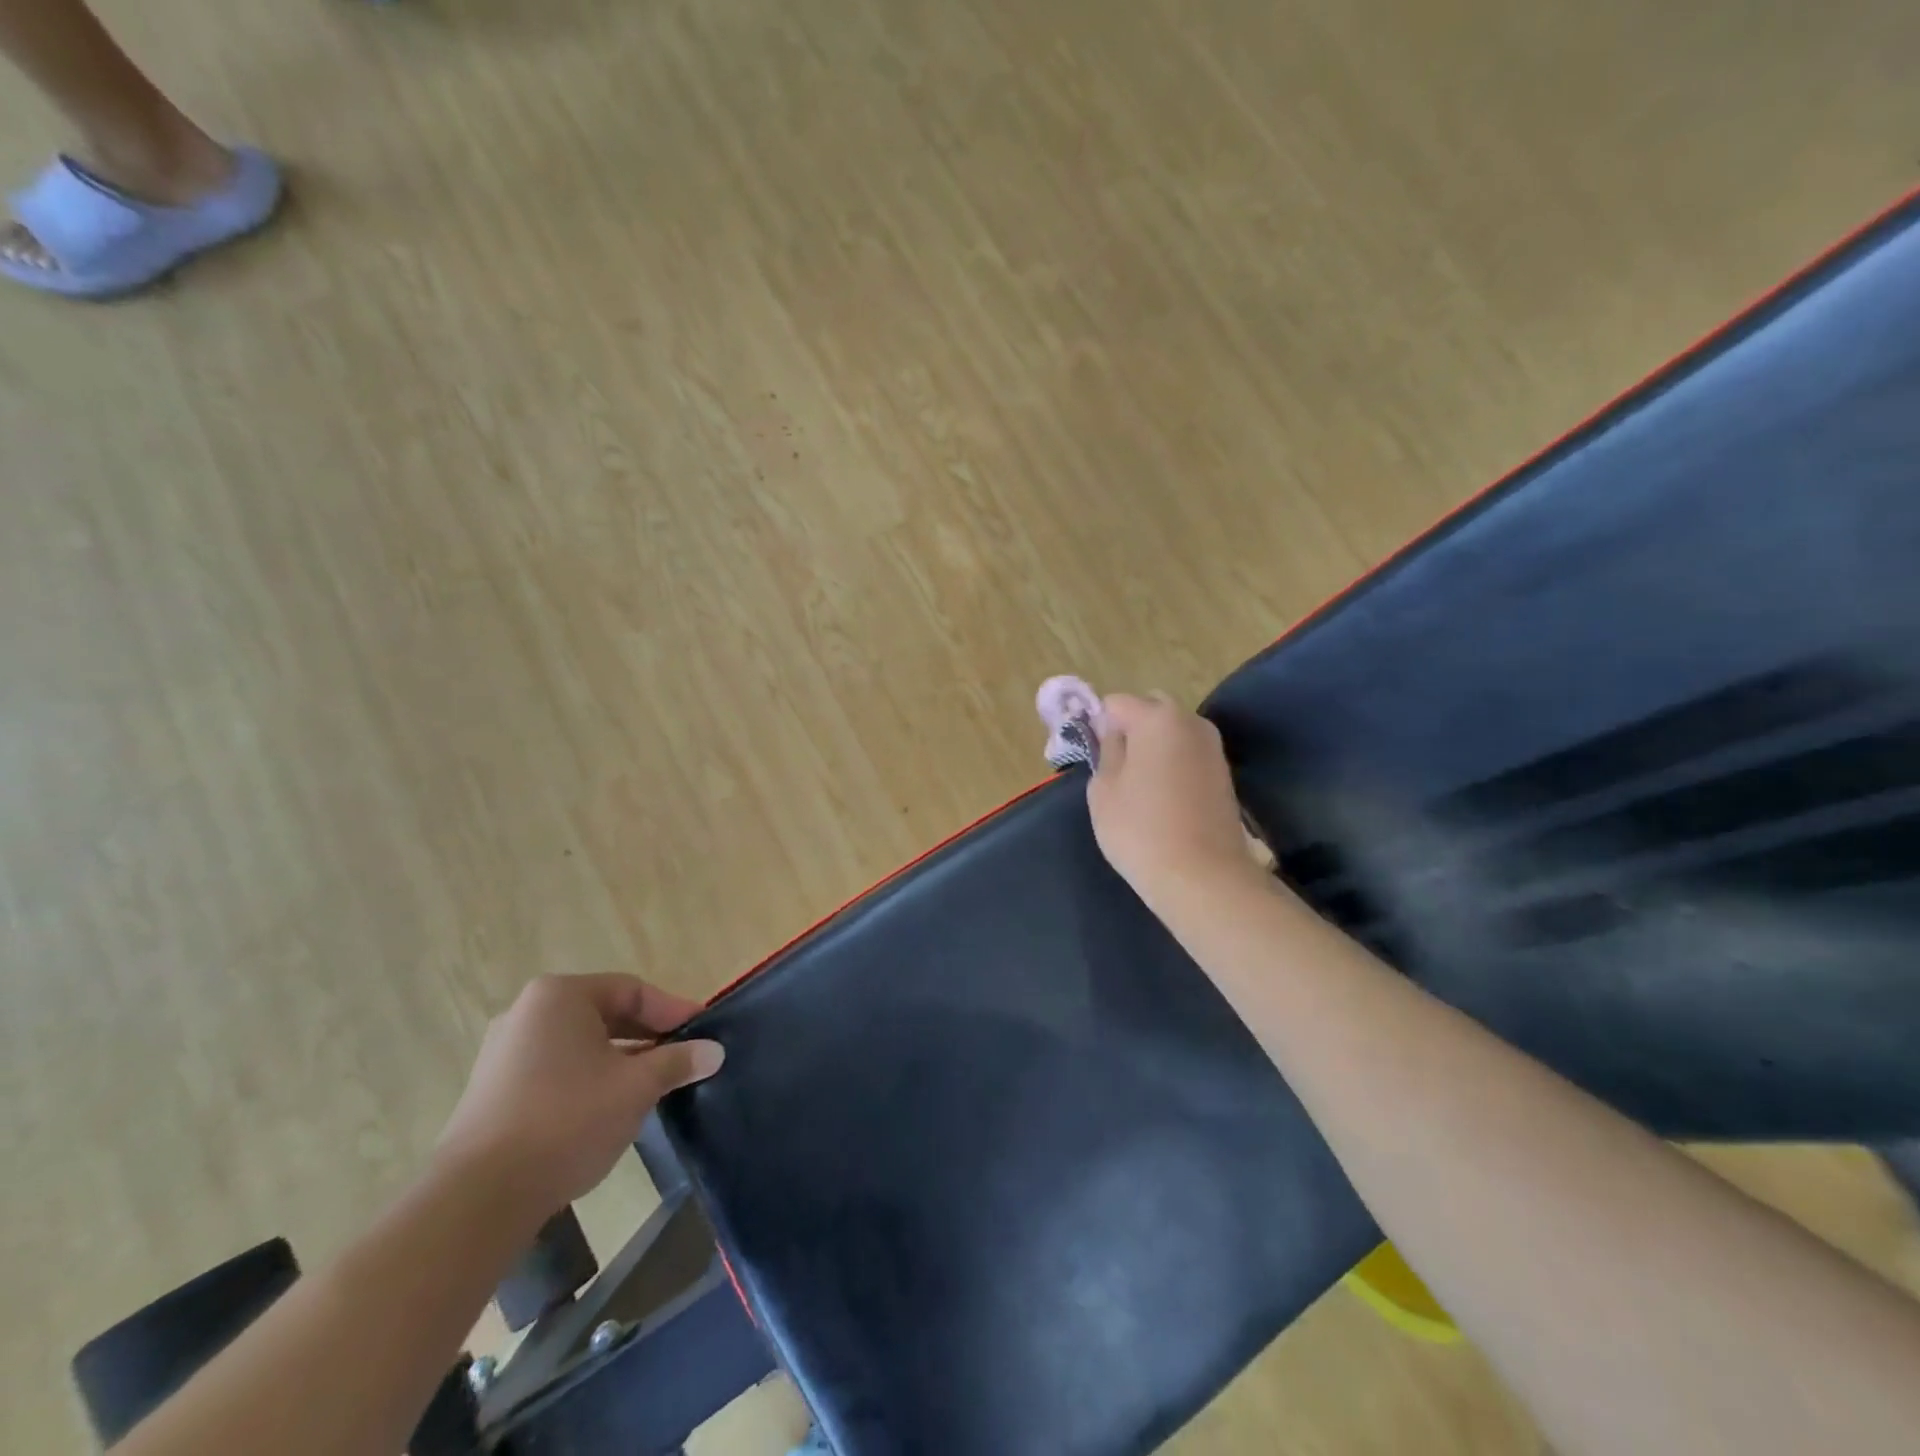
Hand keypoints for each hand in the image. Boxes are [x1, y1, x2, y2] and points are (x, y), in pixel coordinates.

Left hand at [436, 974, 724, 1217]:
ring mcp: (503, 1053)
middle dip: (647, 1036)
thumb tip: (715, 1051)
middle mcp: (527, 1012)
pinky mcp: (492, 1091)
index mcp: (561, 996)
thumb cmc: (568, 1120)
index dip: (672, 1011)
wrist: (479, 1198)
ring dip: (620, 1060)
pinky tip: (609, 1108)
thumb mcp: (636, 1087)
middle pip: (605, 1014)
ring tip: (652, 1086)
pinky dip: (589, 1079)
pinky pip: (555, 1069)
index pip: (632, 990)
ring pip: (581, 1045)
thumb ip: (678, 1062)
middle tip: (682, 1058)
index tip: (702, 1033)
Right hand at [1086, 692, 1262, 904]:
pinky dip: (1173, 765)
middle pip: (1151, 709)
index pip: (1115, 703)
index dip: (1099, 725)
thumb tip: (1115, 736)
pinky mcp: (1224, 775)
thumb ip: (1106, 751)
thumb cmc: (1140, 830)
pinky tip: (1163, 799)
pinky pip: (1188, 756)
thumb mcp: (1103, 790)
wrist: (1203, 877)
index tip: (1094, 755)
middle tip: (1115, 767)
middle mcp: (1191, 722)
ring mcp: (1213, 748)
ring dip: (1154, 747)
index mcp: (1157, 717)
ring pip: (1173, 733)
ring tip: (1139, 787)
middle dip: (1131, 728)